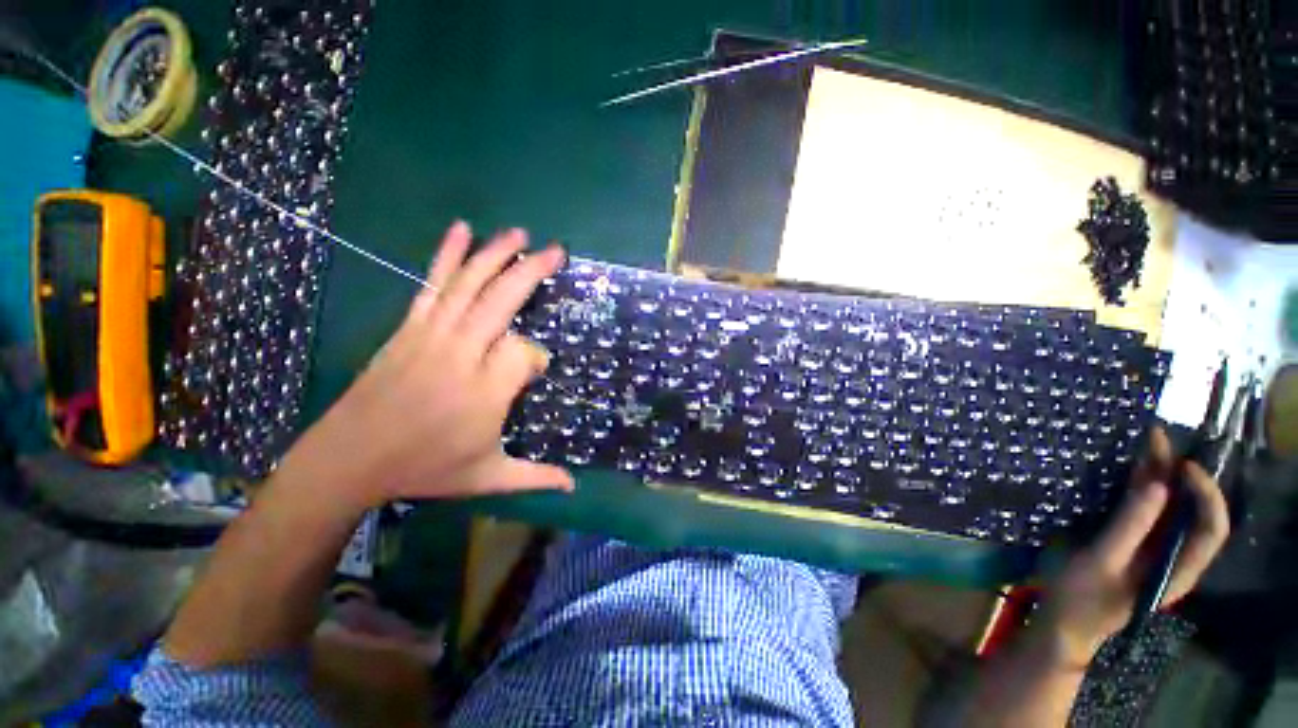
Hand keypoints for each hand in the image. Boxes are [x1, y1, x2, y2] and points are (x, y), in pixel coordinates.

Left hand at [277, 221, 574, 511]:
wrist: (349, 458)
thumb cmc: (424, 469)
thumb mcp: (487, 478)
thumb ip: (535, 476)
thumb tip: (574, 484)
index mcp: (485, 392)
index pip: (525, 353)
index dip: (537, 357)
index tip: (536, 371)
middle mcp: (461, 354)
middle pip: (501, 301)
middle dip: (532, 272)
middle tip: (556, 251)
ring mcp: (432, 335)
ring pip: (469, 285)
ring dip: (496, 255)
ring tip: (518, 234)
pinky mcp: (410, 327)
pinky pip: (433, 284)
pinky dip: (448, 255)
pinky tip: (461, 232)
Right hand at [1036, 427, 1228, 666]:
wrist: (1063, 623)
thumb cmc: (1082, 596)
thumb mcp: (1102, 561)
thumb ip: (1130, 526)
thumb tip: (1157, 486)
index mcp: (1178, 568)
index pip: (1211, 528)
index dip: (1205, 494)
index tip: (1181, 465)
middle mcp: (1175, 556)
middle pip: (1190, 511)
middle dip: (1178, 474)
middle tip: (1155, 439)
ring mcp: (1154, 550)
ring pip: (1169, 508)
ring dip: (1160, 476)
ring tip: (1145, 444)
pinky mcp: (1134, 545)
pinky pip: (1147, 512)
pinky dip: (1142, 488)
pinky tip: (1129, 472)